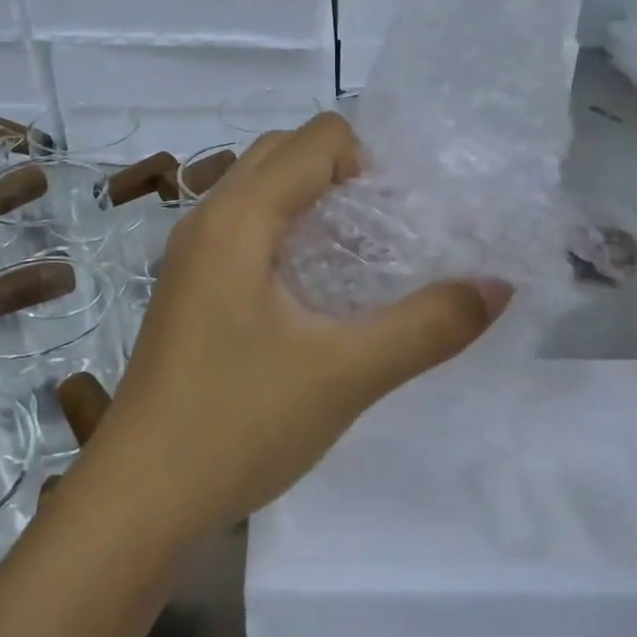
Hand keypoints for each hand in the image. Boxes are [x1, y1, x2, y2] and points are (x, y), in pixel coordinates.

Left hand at [87, 113, 507, 544]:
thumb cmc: (238, 423)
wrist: (140, 497)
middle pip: (285, 154)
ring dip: (314, 203)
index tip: (407, 216)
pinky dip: (287, 234)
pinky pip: (244, 230)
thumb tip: (497, 285)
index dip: (372, 160)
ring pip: (261, 192)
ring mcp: (190, 256)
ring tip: (361, 259)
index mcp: (237, 217)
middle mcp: (207, 219)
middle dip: (345, 174)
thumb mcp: (346, 374)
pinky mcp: (189, 290)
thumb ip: (428, 326)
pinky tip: (316, 294)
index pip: (317, 139)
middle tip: (389, 230)